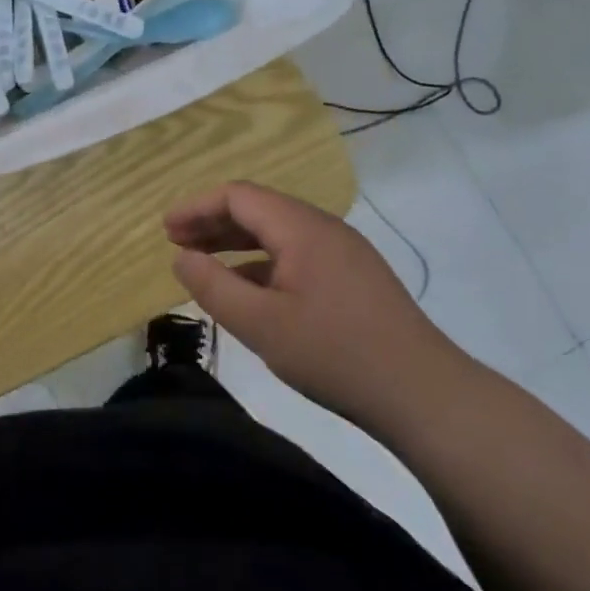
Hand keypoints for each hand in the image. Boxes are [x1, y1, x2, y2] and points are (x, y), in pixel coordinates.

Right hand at [165, 181, 468, 426]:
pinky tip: (247, 290)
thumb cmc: (335, 354)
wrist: (423, 395)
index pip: (238, 196)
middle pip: (258, 209)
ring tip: (203, 263)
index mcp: (302, 229)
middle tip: (176, 244)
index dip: (196, 208)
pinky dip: (262, 263)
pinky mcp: (354, 278)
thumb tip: (181, 258)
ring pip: (278, 233)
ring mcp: (343, 253)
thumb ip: (213, 287)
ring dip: (236, 243)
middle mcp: (324, 229)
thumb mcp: (260, 325)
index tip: (165, 232)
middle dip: (212, 222)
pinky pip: (297, 255)